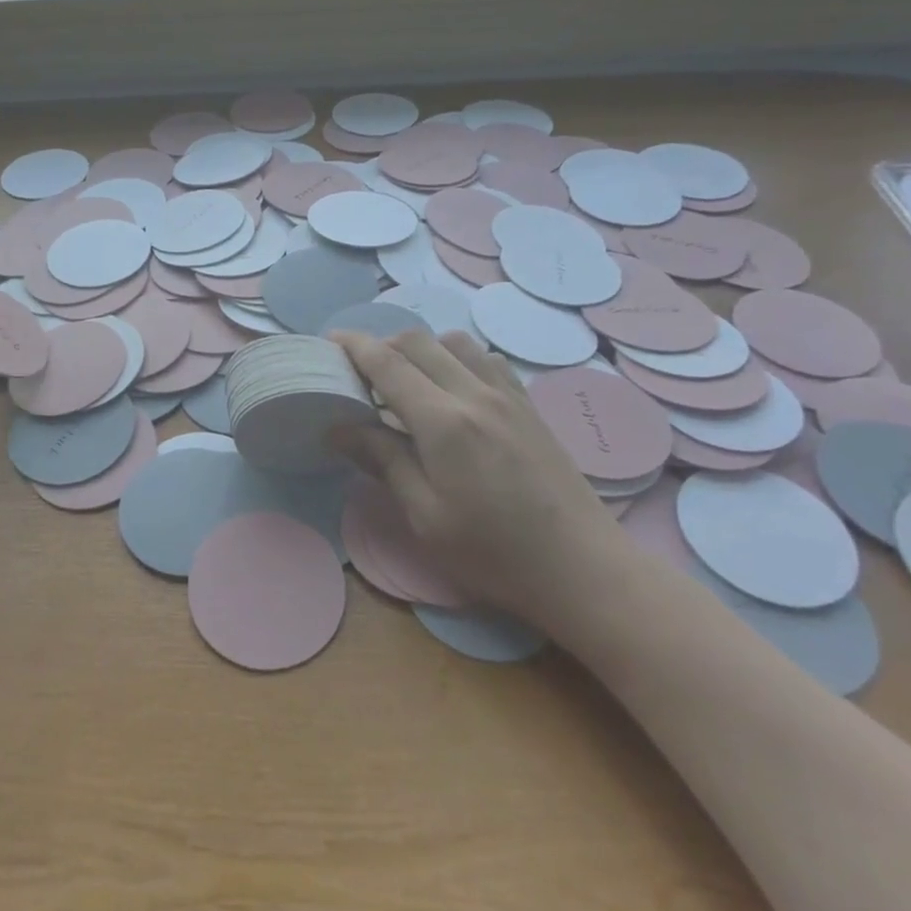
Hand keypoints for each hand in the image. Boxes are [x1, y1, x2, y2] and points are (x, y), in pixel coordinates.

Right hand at [328, 330, 621, 641]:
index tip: (328, 343)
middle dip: (381, 344)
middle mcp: (475, 393)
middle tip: (357, 370)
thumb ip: (383, 461)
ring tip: (404, 379)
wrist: (582, 569)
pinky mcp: (528, 405)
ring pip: (454, 341)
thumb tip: (340, 427)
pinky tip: (452, 389)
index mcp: (444, 422)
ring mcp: (508, 395)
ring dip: (420, 348)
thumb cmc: (494, 553)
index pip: (388, 364)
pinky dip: (456, 358)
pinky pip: (486, 359)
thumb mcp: (425, 516)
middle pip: (418, 342)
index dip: (354, 347)